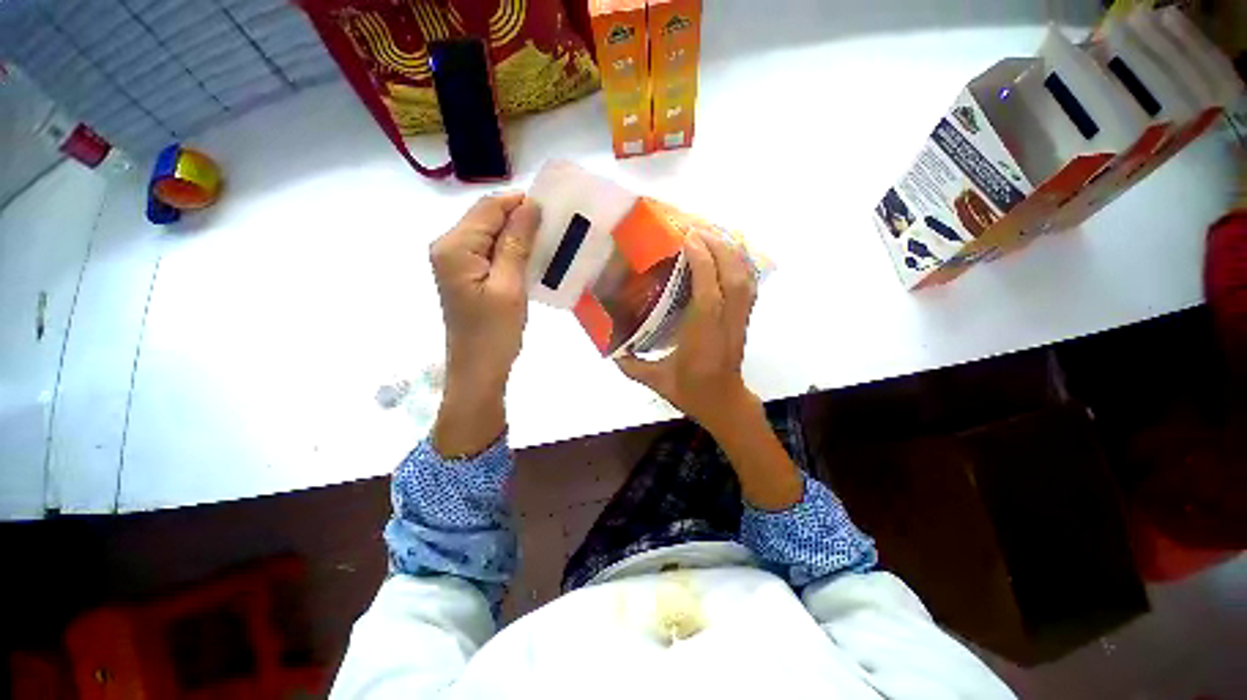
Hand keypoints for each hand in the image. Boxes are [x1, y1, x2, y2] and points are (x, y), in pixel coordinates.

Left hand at [429, 193, 539, 455]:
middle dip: (520, 218)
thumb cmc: (494, 333)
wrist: (478, 371)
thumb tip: (530, 206)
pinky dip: (511, 251)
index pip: (488, 208)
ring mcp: (456, 262)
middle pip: (487, 218)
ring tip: (549, 241)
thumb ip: (517, 244)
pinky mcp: (466, 275)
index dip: (520, 203)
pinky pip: (491, 252)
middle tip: (555, 227)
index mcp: (455, 247)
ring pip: (491, 234)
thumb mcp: (510, 287)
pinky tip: (532, 258)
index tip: (553, 209)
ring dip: (518, 236)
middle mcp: (449, 247)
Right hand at [616, 230, 759, 433]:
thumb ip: (630, 364)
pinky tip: (728, 252)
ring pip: (745, 277)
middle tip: (694, 228)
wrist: (723, 402)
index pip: (709, 292)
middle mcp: (727, 322)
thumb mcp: (656, 380)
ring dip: (730, 251)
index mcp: (704, 336)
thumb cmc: (691, 392)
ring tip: (710, 233)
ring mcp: (740, 319)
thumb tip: (609, 346)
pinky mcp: (745, 317)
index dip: (702, 261)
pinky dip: (741, 263)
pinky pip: (750, 284)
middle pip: (732, 276)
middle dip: (716, 247)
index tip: (686, 238)